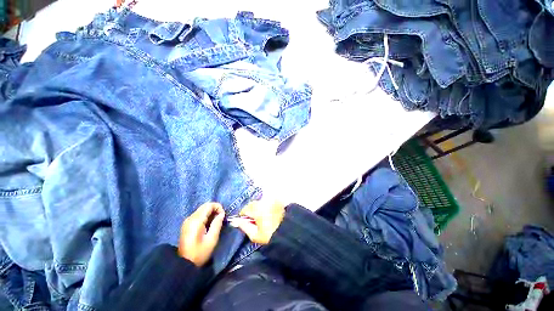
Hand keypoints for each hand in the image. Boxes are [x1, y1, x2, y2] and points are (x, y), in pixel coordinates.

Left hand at [178, 202, 224, 266]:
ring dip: (210, 212)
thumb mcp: (212, 239)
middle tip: (220, 218)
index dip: (218, 207)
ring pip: (201, 209)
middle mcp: (190, 218)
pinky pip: (198, 215)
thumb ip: (217, 224)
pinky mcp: (187, 224)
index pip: (208, 205)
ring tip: (216, 221)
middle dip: (215, 209)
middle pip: (205, 206)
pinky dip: (205, 216)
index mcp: (196, 221)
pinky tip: (209, 224)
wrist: (184, 264)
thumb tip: (222, 214)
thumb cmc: (200, 253)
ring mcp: (187, 221)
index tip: (223, 215)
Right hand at [231, 200, 284, 244]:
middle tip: (255, 220)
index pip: (245, 209)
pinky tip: (269, 213)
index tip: (246, 221)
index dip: (244, 215)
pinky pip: (268, 201)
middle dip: (251, 211)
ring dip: (259, 208)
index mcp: (257, 209)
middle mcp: (264, 201)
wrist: (289, 233)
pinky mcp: (278, 200)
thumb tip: (235, 221)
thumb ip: (244, 226)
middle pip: (253, 204)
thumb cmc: (271, 235)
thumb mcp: (255, 235)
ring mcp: (272, 200)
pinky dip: (266, 206)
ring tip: (263, 217)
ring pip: (260, 202)